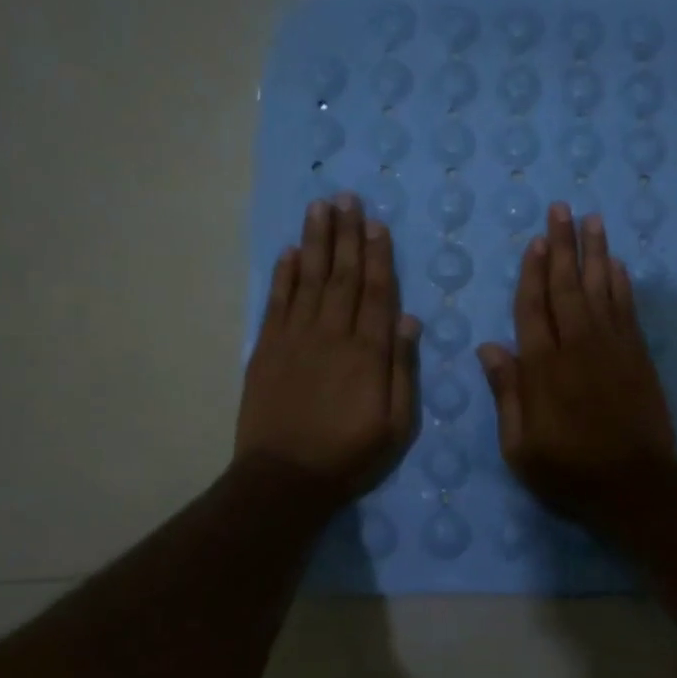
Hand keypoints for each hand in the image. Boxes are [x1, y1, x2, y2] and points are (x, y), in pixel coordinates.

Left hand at [235, 195, 419, 502]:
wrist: (284, 479)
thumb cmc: (349, 455)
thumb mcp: (395, 424)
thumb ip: (403, 369)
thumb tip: (410, 320)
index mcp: (368, 352)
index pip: (377, 292)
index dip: (378, 255)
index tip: (376, 223)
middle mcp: (332, 334)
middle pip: (343, 276)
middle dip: (347, 235)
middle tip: (347, 198)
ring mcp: (295, 339)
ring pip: (309, 279)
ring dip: (316, 242)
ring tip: (320, 208)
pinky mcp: (266, 350)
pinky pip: (277, 302)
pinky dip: (283, 274)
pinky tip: (290, 251)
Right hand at [477, 204, 676, 525]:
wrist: (635, 486)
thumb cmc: (569, 471)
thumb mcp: (520, 446)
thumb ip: (507, 394)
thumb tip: (489, 347)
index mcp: (544, 367)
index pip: (533, 307)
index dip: (533, 272)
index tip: (536, 240)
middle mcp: (578, 346)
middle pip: (567, 286)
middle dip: (563, 245)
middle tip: (562, 209)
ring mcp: (613, 347)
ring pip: (601, 288)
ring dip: (596, 252)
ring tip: (592, 220)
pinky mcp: (638, 355)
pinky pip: (627, 309)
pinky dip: (622, 284)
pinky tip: (617, 264)